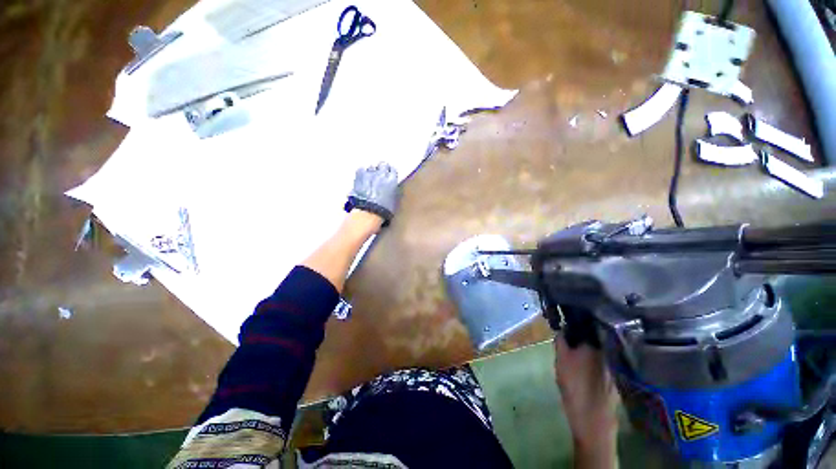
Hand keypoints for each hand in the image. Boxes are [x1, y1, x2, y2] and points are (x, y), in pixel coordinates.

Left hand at [345, 163, 399, 224]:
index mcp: (392, 180)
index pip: (392, 170)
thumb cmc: (382, 210)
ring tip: (370, 180)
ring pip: (371, 167)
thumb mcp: (394, 201)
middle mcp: (382, 174)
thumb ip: (393, 190)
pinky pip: (361, 170)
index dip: (390, 173)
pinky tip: (362, 180)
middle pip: (382, 165)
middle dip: (381, 169)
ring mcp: (370, 174)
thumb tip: (391, 187)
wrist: (368, 213)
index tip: (389, 175)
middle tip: (380, 176)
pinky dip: (362, 173)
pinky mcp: (359, 176)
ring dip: (371, 172)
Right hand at [554, 335, 618, 468]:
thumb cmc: (574, 385)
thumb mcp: (560, 360)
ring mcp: (614, 364)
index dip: (574, 323)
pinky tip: (588, 369)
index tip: (565, 324)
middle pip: (593, 336)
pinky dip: (596, 360)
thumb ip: (561, 341)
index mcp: (594, 344)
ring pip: (599, 349)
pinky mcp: (617, 376)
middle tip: (570, 341)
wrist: (593, 418)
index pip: (584, 325)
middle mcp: (608, 351)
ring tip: (577, 354)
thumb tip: (562, 328)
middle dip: (581, 336)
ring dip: (589, 347)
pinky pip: (604, 361)